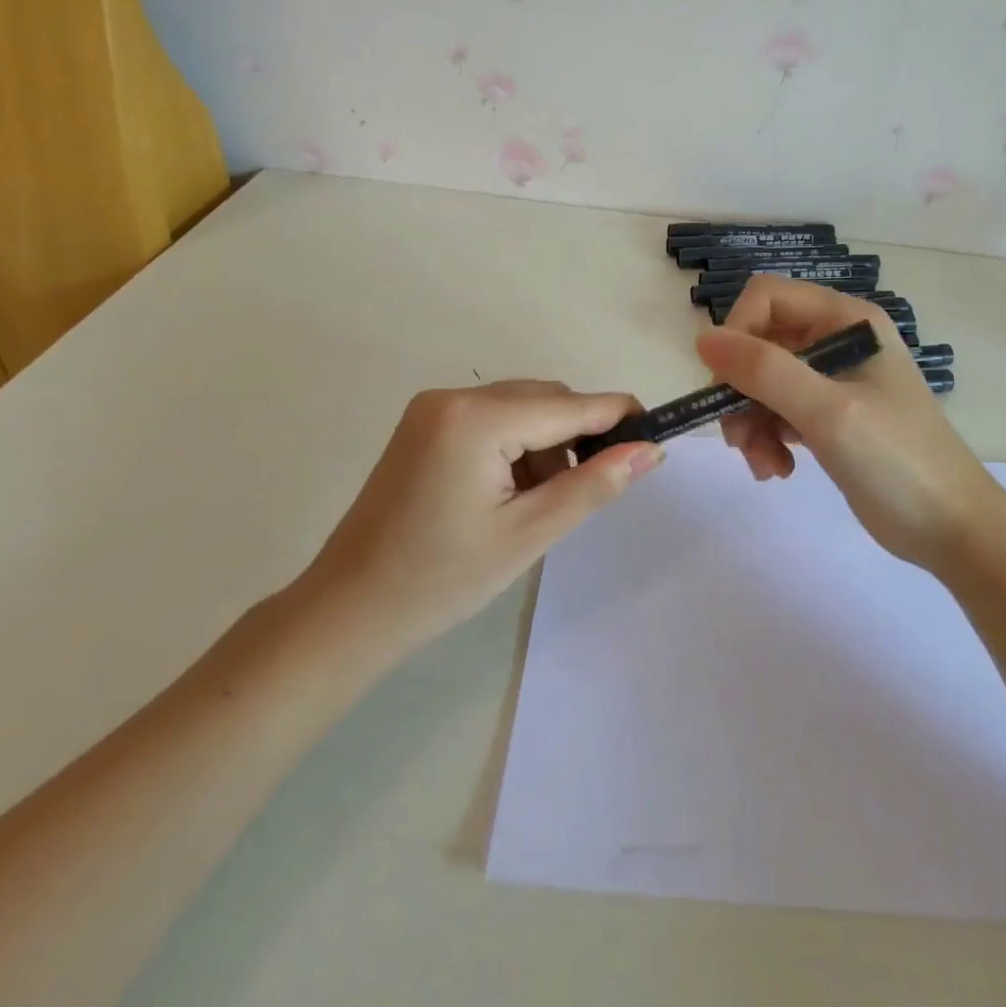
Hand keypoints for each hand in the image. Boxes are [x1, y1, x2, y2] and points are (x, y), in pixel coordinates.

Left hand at [301, 381, 661, 652]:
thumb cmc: (441, 579)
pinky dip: (516, 446)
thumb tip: (649, 450)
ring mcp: (434, 408)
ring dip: (546, 444)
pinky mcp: (425, 424)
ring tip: (536, 504)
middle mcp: (454, 396)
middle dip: (575, 438)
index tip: (656, 435)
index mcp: (477, 419)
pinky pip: (492, 418)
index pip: (569, 404)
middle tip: (585, 492)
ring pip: (521, 408)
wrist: (349, 610)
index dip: (618, 416)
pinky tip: (508, 492)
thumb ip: (593, 485)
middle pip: (544, 399)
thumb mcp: (529, 534)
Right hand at [697, 276, 1005, 574]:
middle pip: (759, 343)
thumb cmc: (897, 460)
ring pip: (762, 382)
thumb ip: (764, 371)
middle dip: (741, 390)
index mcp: (846, 320)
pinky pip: (777, 411)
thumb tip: (703, 338)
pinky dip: (767, 438)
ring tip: (764, 464)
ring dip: (750, 422)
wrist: (951, 529)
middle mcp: (836, 340)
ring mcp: (832, 380)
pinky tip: (778, 470)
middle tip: (738, 439)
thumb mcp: (828, 411)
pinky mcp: (827, 417)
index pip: (767, 297)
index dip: (738, 334)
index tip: (725, 385)